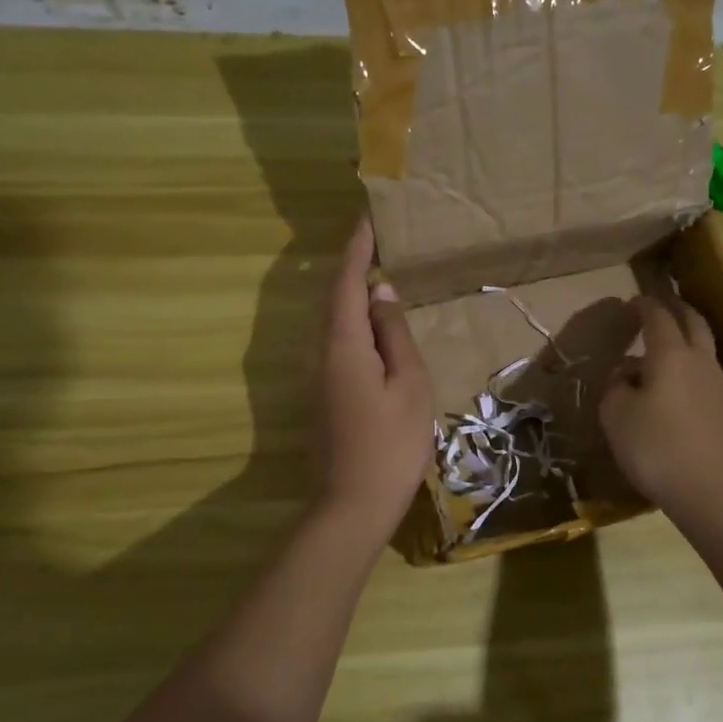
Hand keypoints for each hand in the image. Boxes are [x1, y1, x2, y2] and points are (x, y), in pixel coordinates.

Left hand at [314, 217, 432, 536]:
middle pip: (331, 297)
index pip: (347, 281)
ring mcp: (313, 375)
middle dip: (351, 264)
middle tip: (376, 239)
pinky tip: (368, 324)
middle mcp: (318, 352)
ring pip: (329, 320)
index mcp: (342, 344)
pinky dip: (349, 321)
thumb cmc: (391, 446)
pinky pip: (332, 341)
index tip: (368, 216)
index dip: (357, 247)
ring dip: (349, 292)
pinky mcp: (317, 393)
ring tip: (376, 272)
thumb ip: (394, 335)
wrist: (351, 505)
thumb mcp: (409, 386)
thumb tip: (380, 294)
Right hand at [599, 295, 722, 514]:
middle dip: (675, 311)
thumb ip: (615, 387)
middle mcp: (699, 361)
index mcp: (671, 354)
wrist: (714, 491)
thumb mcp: (616, 415)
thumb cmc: (657, 447)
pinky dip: (687, 366)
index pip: (658, 317)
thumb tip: (626, 375)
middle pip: (693, 323)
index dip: (643, 306)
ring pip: (701, 349)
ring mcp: (716, 386)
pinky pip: (702, 374)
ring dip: (683, 340)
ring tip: (659, 348)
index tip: (630, 302)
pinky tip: (670, 385)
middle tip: (657, 309)